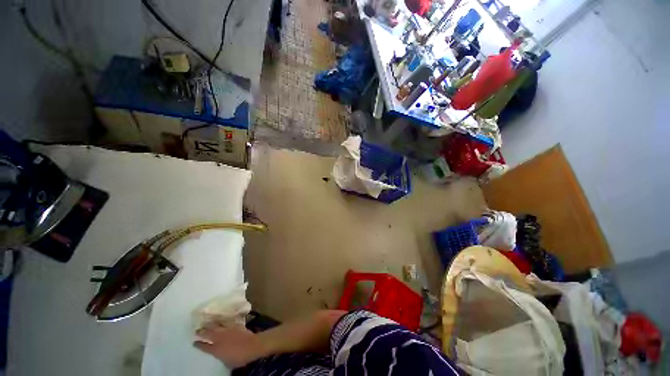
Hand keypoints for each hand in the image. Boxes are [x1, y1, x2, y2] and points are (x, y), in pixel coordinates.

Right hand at [194, 323, 267, 368]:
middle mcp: (219, 338)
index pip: (204, 347)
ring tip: (206, 322)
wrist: (251, 345)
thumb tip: (220, 355)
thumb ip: (221, 357)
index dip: (198, 344)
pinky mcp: (234, 324)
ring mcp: (227, 330)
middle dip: (201, 331)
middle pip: (207, 333)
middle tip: (197, 329)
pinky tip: (220, 320)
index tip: (194, 342)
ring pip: (216, 325)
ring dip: (210, 324)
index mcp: (215, 349)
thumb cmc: (239, 358)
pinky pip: (226, 322)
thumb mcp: (227, 362)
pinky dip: (222, 321)